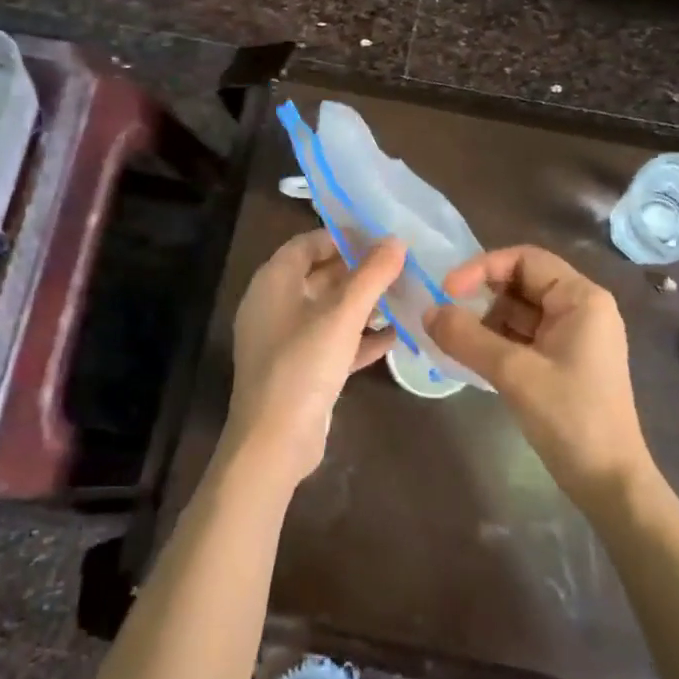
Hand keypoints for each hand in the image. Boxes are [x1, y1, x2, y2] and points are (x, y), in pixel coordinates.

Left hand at [226, 229, 405, 488]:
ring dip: (363, 304)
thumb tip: (396, 240)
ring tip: (404, 295)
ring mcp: (286, 340)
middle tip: (400, 265)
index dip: (342, 237)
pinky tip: (395, 336)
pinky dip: (360, 337)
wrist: (275, 441)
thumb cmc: (303, 365)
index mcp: (273, 283)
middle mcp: (275, 306)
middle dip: (359, 271)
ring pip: (329, 311)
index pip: (307, 244)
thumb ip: (371, 275)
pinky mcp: (301, 370)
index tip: (380, 236)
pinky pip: (333, 343)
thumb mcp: (342, 315)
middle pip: (320, 276)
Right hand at [428, 246, 652, 510]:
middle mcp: (581, 309)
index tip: (447, 290)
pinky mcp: (565, 361)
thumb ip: (467, 338)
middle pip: (522, 283)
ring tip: (453, 340)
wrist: (609, 482)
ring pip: (520, 311)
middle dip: (482, 296)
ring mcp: (574, 336)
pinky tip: (471, 356)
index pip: (525, 259)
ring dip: (486, 321)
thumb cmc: (570, 417)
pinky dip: (497, 341)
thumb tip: (427, 312)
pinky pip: (524, 336)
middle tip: (446, 315)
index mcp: (582, 298)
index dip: (482, 267)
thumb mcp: (514, 373)